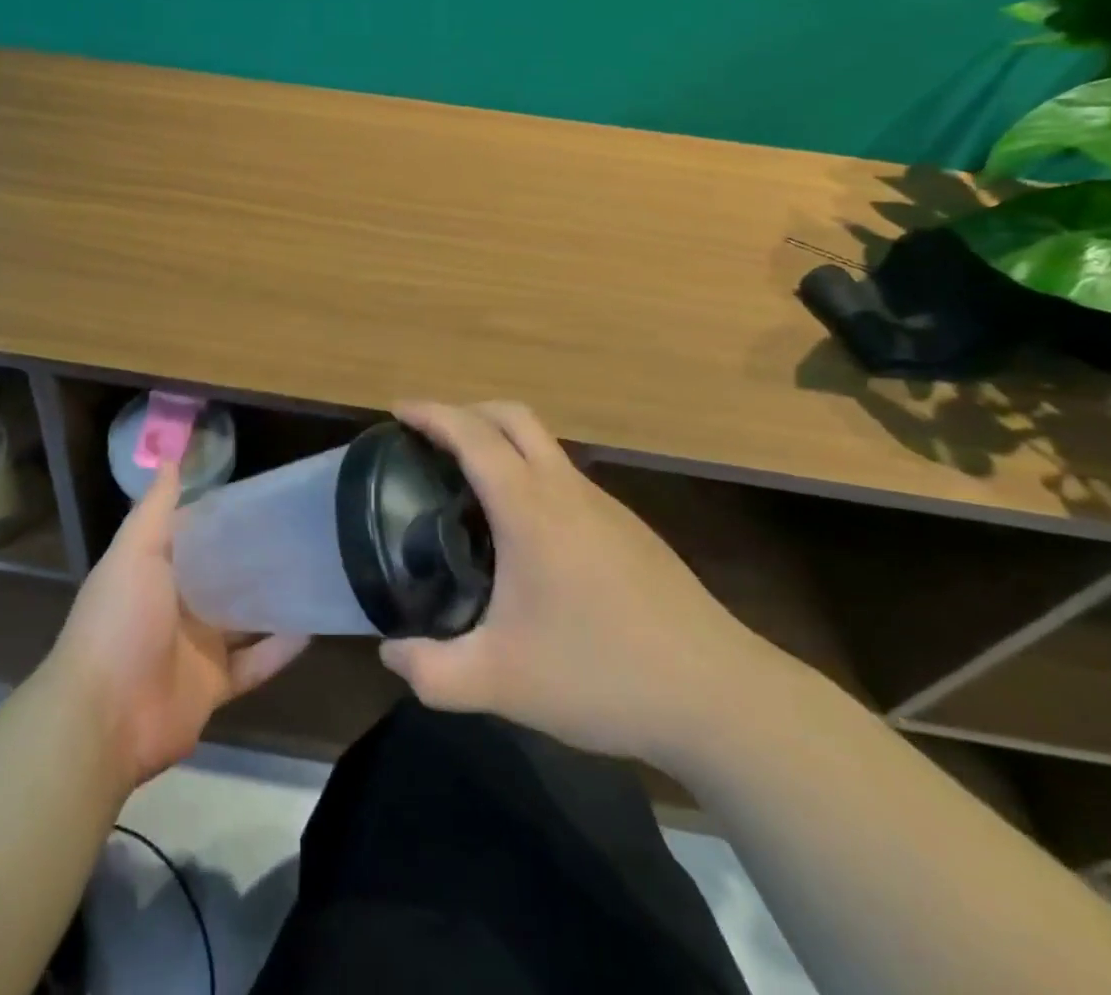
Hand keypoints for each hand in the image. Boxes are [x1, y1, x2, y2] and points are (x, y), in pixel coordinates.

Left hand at [47, 463, 309, 789]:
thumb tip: (169, 459)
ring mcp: (195, 648)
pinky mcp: (214, 686)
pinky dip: (279, 650)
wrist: (105, 716)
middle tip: (299, 532)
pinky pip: (253, 665)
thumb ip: (155, 510)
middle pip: (221, 577)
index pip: (193, 538)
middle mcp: (175, 606)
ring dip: (271, 602)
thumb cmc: (120, 621)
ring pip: (241, 620)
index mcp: (153, 573)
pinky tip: (312, 627)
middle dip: (253, 559)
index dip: (221, 519)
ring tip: (313, 572)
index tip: (262, 497)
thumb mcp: (135, 553)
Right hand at [380, 401, 784, 767]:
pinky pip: (566, 477)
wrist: (721, 698)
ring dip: (501, 441)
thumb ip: (432, 672)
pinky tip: (524, 532)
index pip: (473, 435)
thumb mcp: (501, 683)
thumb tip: (389, 655)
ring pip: (545, 445)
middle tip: (429, 438)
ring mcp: (605, 506)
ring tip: (469, 484)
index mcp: (531, 509)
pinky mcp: (630, 530)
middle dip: (466, 412)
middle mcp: (567, 491)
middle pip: (514, 417)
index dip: (431, 414)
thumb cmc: (602, 675)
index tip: (397, 411)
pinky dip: (530, 473)